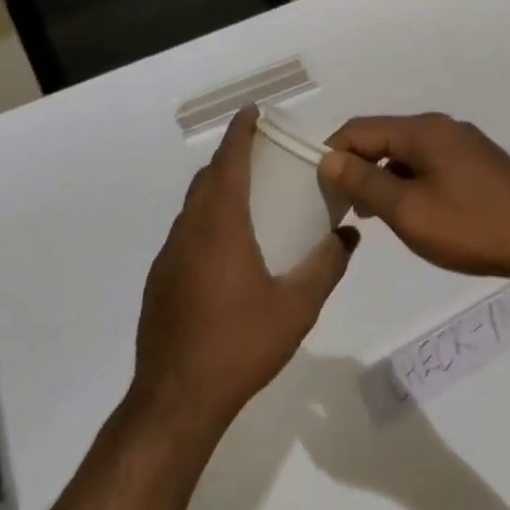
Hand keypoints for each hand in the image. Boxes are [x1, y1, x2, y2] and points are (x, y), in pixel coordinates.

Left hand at [133, 109, 359, 434]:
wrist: (177, 398)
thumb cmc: (241, 344)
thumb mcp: (297, 307)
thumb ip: (326, 265)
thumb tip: (349, 235)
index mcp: (220, 227)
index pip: (229, 163)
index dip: (240, 132)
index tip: (253, 112)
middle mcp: (189, 232)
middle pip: (206, 180)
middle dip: (230, 158)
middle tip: (261, 154)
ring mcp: (168, 257)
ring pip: (192, 207)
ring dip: (216, 191)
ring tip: (249, 198)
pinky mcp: (160, 281)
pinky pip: (185, 234)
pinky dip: (206, 222)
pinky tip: (228, 251)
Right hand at [316, 113, 509, 288]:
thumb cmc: (473, 227)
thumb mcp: (408, 210)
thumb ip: (364, 183)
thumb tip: (328, 158)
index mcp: (423, 130)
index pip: (359, 129)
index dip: (332, 154)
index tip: (318, 189)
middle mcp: (442, 128)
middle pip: (384, 139)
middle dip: (357, 168)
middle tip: (340, 207)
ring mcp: (465, 147)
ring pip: (407, 156)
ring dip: (383, 180)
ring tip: (370, 216)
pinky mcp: (479, 168)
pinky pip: (430, 168)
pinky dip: (410, 185)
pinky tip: (409, 215)